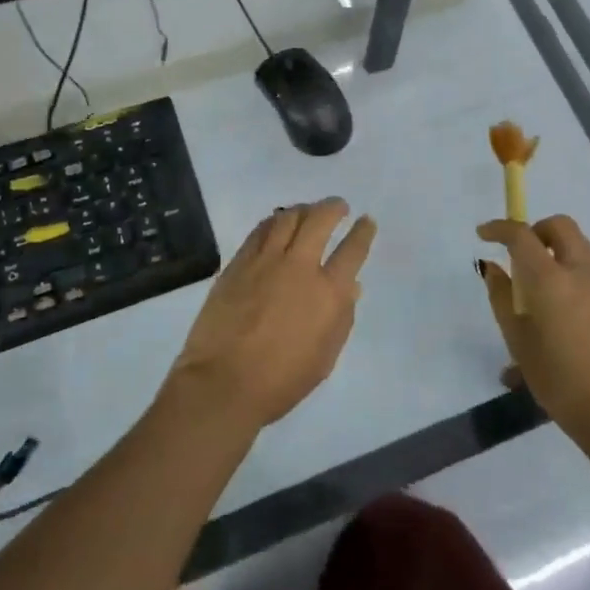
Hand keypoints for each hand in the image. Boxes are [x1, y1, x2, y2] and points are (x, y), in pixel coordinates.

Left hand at [166, 198, 375, 434]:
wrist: (223, 383)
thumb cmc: (281, 381)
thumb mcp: (324, 357)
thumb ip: (341, 318)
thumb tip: (350, 286)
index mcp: (327, 293)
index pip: (352, 251)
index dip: (362, 232)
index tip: (366, 221)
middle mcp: (299, 267)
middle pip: (319, 221)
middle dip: (333, 208)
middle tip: (338, 206)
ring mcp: (265, 261)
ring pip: (287, 218)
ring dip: (303, 209)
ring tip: (308, 210)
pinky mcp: (238, 263)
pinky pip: (260, 231)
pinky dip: (273, 221)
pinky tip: (276, 223)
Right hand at [477, 215, 589, 446]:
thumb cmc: (560, 382)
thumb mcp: (519, 342)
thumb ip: (502, 297)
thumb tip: (493, 267)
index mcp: (551, 279)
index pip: (521, 235)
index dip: (500, 228)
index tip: (485, 234)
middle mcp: (584, 272)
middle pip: (561, 226)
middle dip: (537, 231)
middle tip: (522, 256)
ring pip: (582, 250)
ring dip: (560, 255)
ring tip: (546, 294)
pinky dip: (579, 280)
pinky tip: (572, 319)